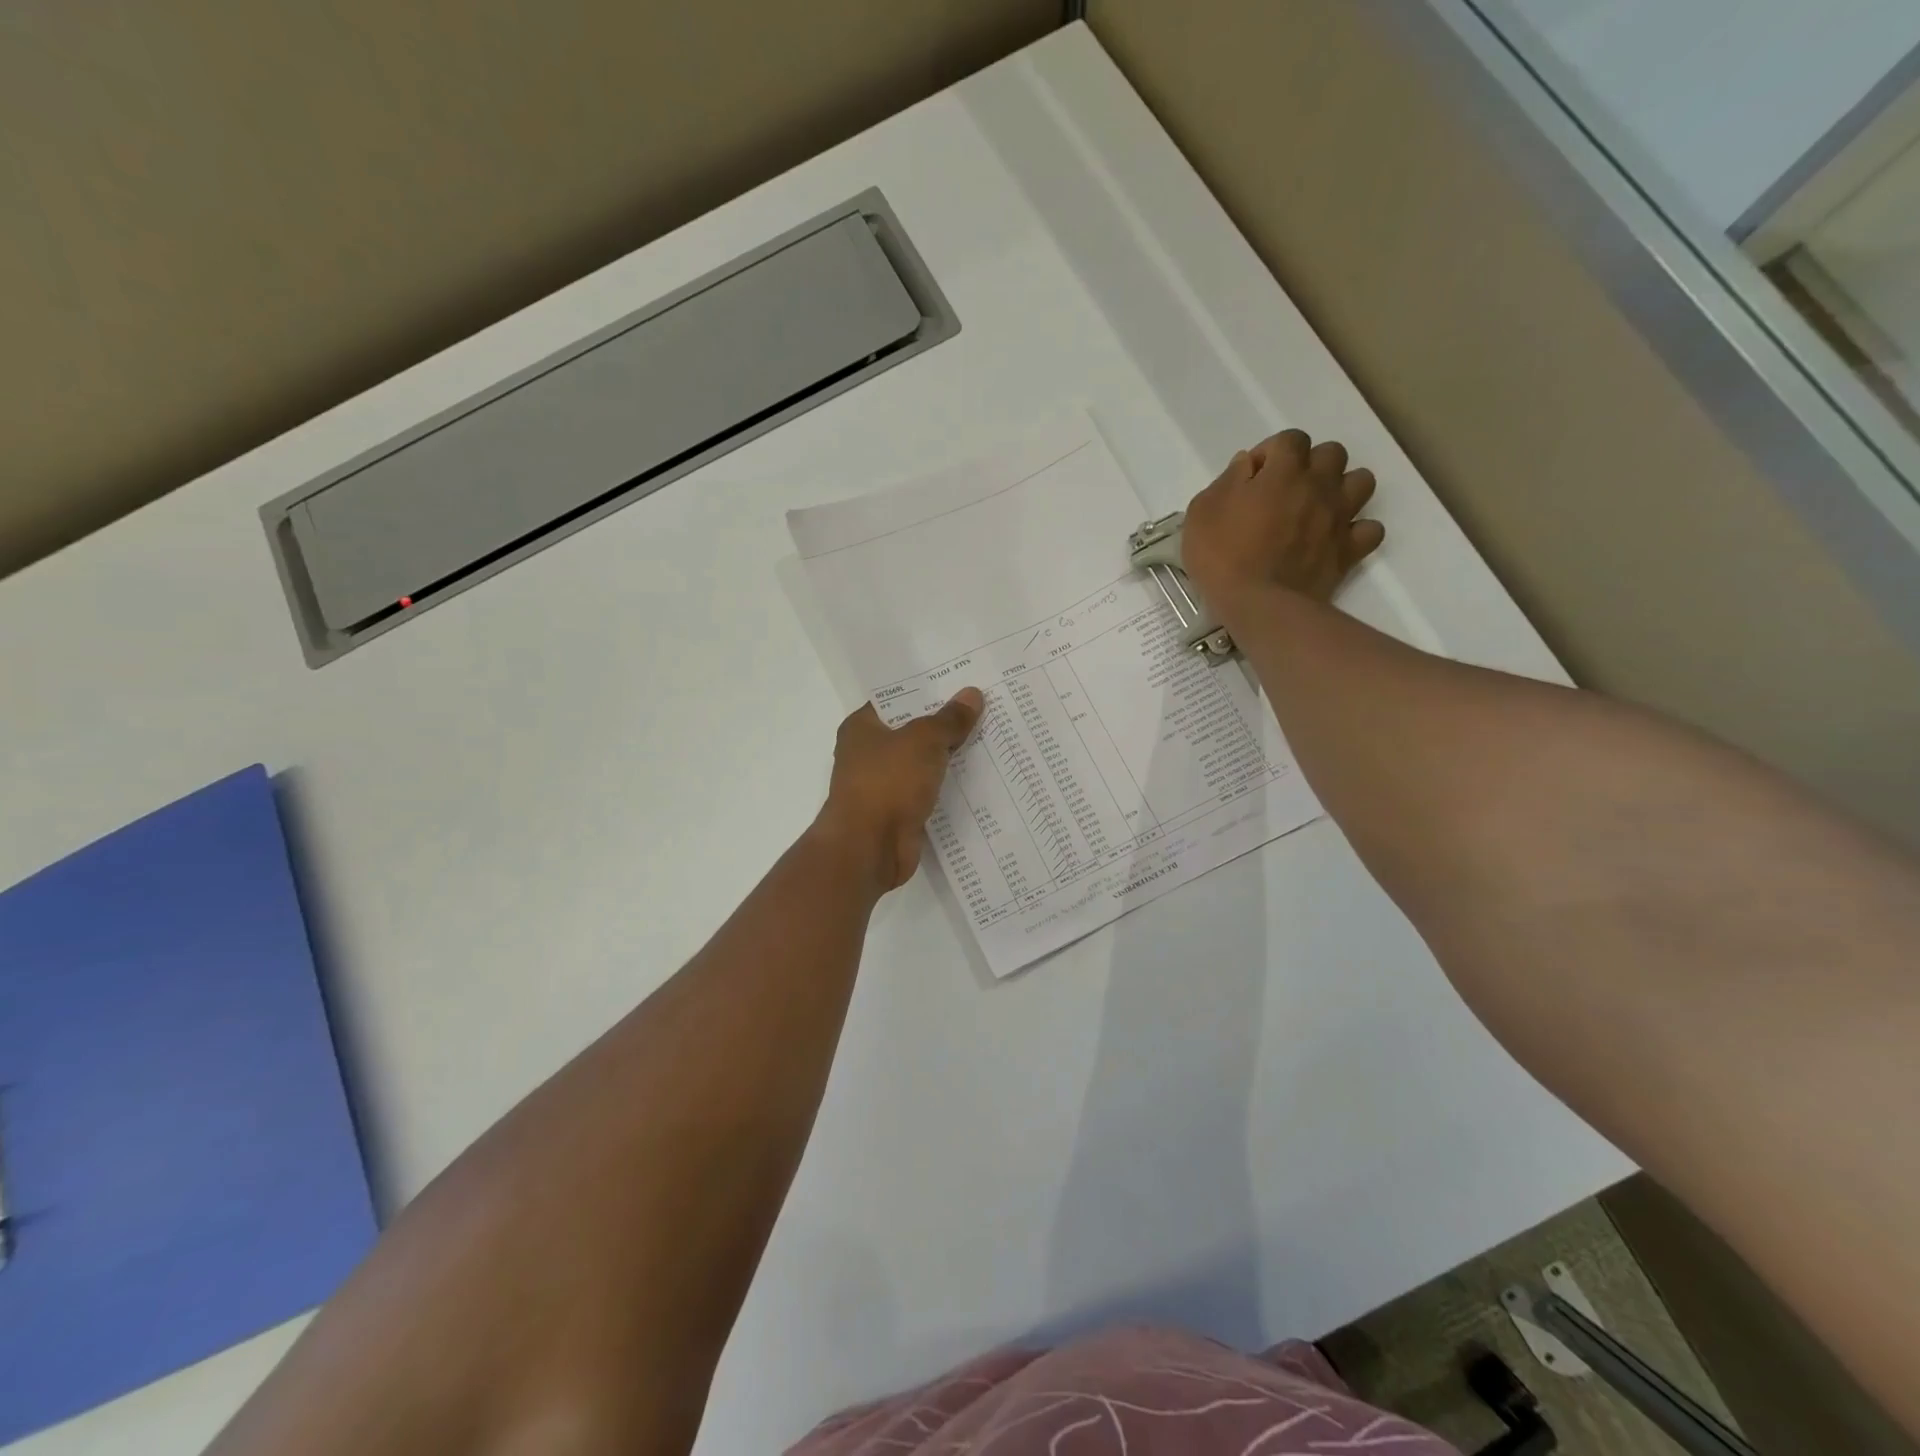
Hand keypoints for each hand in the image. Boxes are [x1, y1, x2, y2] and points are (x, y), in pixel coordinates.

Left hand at [813, 689, 984, 891]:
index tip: (961, 681)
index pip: (897, 699)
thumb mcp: (923, 740)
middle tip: (986, 706)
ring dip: (950, 756)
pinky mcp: (899, 812)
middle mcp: (869, 753)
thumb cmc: (887, 782)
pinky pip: (929, 791)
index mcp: (862, 727)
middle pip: (913, 730)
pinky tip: (980, 777)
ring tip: (992, 737)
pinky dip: (949, 786)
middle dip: (945, 723)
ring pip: (923, 762)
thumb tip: (972, 694)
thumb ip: (949, 719)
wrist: (869, 847)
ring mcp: (883, 785)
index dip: (927, 689)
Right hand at [1182, 430, 1383, 610]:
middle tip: (1287, 491)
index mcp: (1284, 470)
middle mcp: (1319, 485)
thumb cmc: (1221, 556)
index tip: (1253, 478)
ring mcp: (1339, 517)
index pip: (1290, 439)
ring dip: (1341, 489)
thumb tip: (1246, 465)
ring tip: (1317, 509)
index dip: (1271, 453)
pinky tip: (1336, 539)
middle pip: (1332, 453)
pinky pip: (1370, 529)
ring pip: (1361, 481)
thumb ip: (1227, 480)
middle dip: (1311, 465)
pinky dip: (1356, 530)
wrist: (1257, 604)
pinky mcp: (1348, 550)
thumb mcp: (1202, 511)